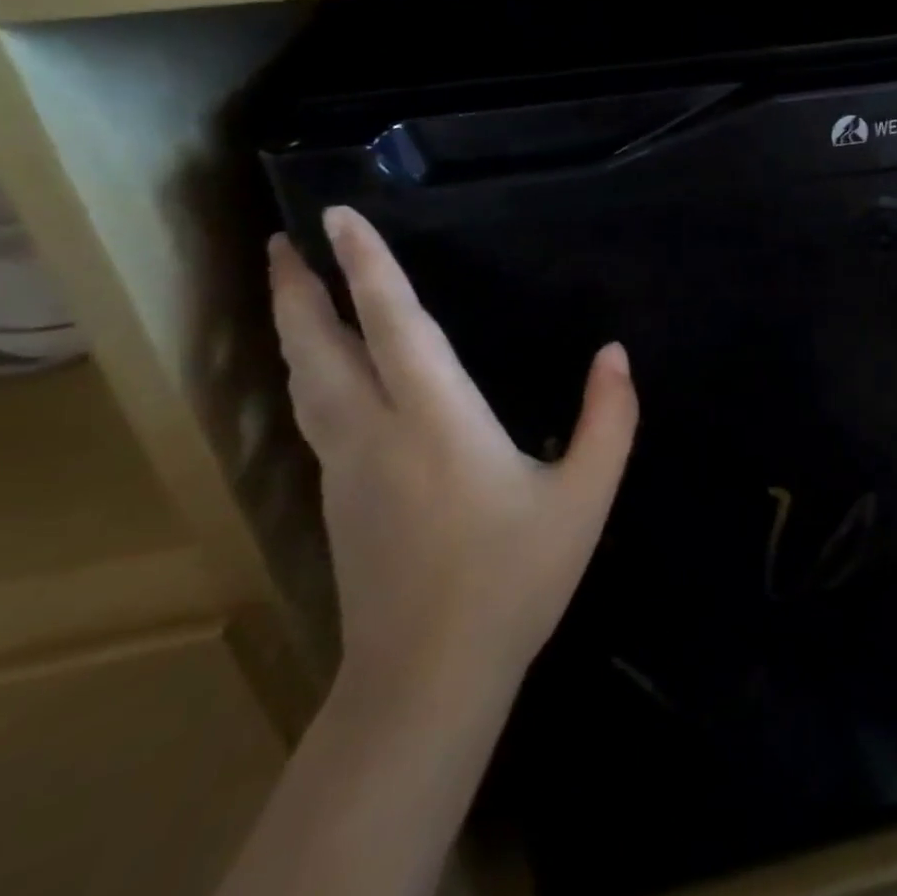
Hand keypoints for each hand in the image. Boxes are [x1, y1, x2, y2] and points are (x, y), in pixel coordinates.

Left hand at [268, 206, 638, 702]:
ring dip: (291, 329)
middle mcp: (377, 432)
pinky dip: (306, 372)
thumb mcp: (584, 497)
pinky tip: (319, 372)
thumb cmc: (512, 578)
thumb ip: (609, 419)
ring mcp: (346, 467)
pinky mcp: (337, 498)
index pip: (394, 325)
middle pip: (319, 348)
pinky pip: (311, 414)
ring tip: (288, 290)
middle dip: (298, 290)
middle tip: (281, 241)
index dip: (368, 267)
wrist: (427, 678)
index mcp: (437, 421)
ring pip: (303, 382)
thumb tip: (615, 353)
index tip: (337, 217)